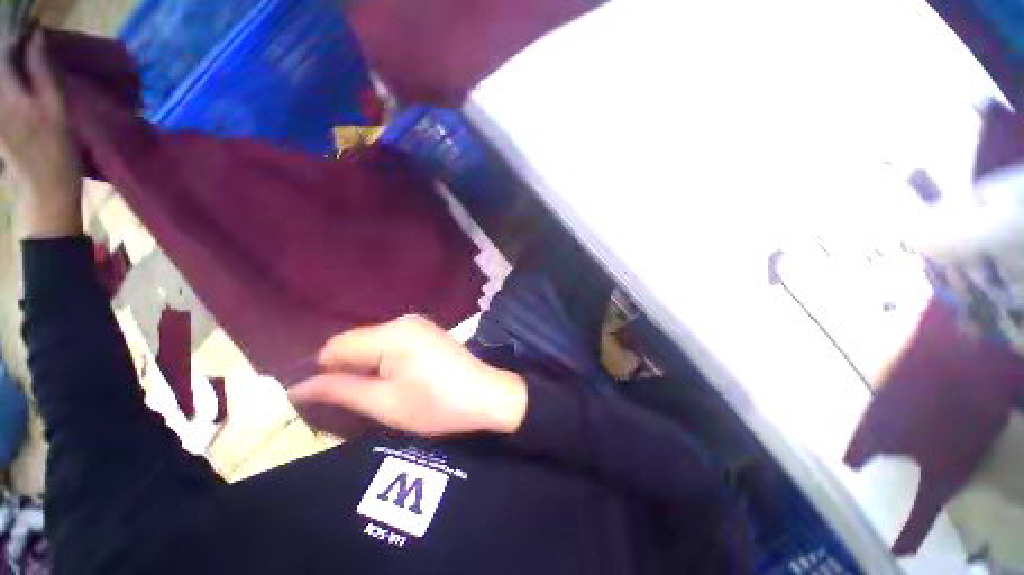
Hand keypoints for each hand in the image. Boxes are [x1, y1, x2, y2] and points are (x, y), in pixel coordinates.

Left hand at [0, 31, 82, 237]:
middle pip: (0, 62)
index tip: (34, 25)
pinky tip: (18, 80)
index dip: (19, 33)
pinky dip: (8, 79)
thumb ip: (42, 71)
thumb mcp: (55, 109)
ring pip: (0, 77)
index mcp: (7, 91)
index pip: (6, 48)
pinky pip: (1, 92)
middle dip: (12, 47)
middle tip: (30, 39)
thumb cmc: (56, 150)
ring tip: (25, 56)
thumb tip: (36, 37)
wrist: (44, 189)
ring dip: (10, 62)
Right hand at [288, 315, 528, 436]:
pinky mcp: (426, 331)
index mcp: (391, 334)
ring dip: (366, 364)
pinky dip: (384, 359)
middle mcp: (402, 321)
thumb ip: (340, 391)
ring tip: (375, 391)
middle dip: (346, 368)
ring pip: (373, 341)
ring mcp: (417, 324)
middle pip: (355, 341)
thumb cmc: (436, 405)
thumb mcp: (385, 403)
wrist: (486, 395)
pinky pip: (391, 341)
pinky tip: (395, 378)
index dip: (323, 371)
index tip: (324, 398)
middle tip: (353, 399)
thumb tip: (300, 387)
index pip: (336, 346)